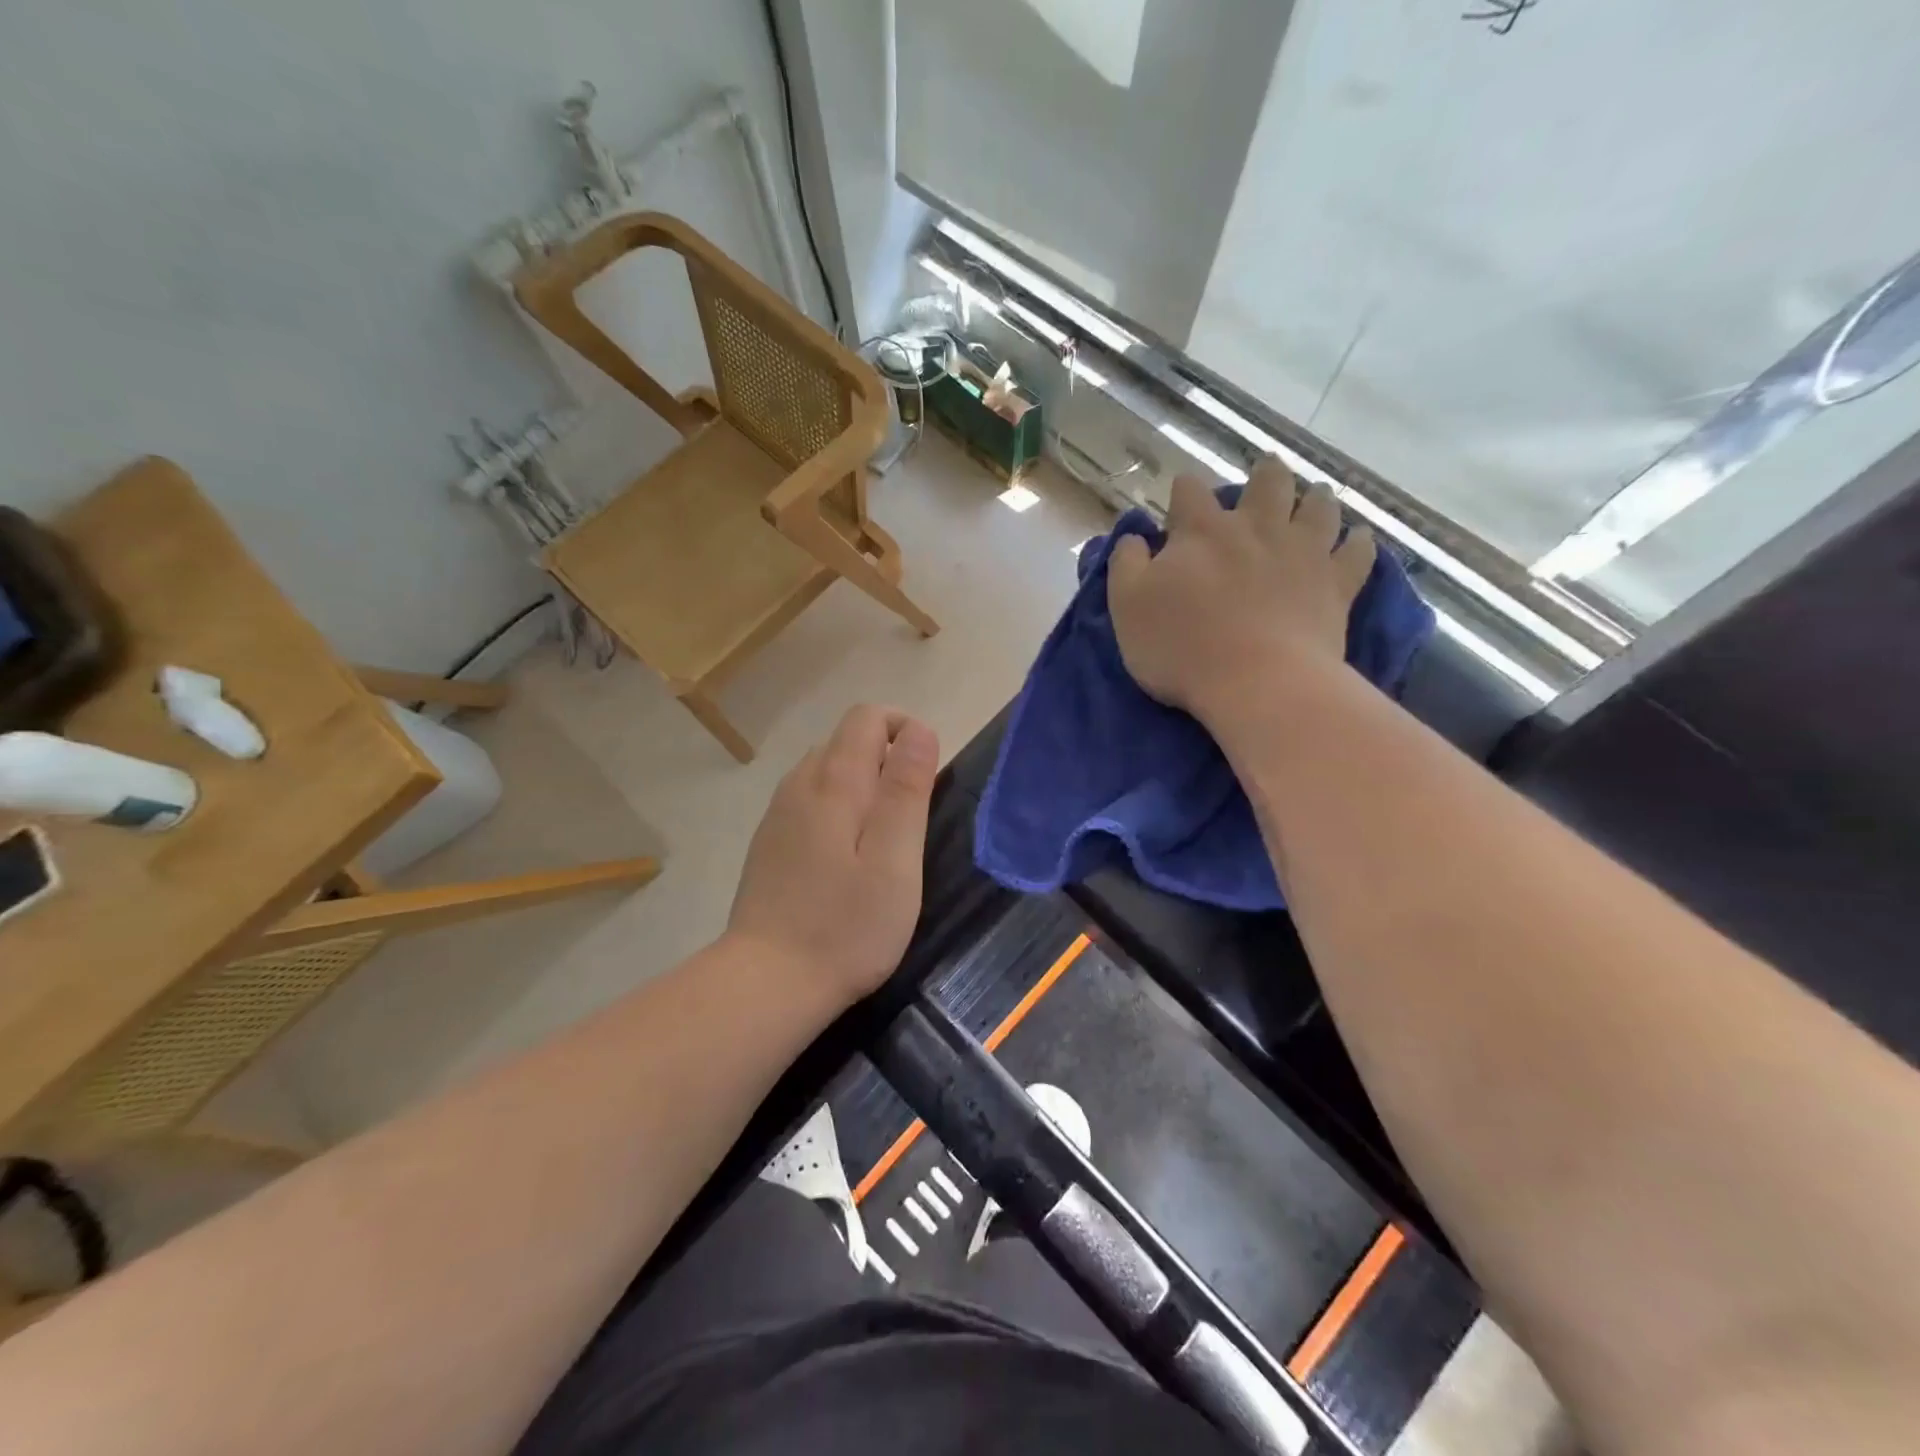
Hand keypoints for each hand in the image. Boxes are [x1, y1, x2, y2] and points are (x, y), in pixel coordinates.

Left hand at [727, 705, 939, 1004]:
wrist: (768, 982)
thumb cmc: (846, 925)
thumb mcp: (895, 858)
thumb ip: (907, 789)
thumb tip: (919, 729)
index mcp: (834, 781)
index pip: (868, 717)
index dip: (905, 730)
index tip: (926, 778)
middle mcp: (799, 784)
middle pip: (846, 740)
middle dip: (886, 759)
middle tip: (911, 819)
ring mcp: (778, 814)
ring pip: (826, 771)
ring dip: (862, 785)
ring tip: (883, 840)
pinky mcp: (768, 843)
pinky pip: (808, 801)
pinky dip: (836, 809)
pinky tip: (845, 860)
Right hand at [1108, 459, 1373, 725]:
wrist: (1257, 683)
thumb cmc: (1181, 647)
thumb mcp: (1127, 607)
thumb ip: (1126, 565)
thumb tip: (1133, 537)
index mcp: (1202, 531)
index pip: (1190, 492)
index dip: (1184, 490)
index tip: (1181, 498)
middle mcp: (1256, 528)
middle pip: (1267, 483)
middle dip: (1264, 475)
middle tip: (1266, 474)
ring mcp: (1303, 552)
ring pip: (1318, 507)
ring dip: (1315, 499)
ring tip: (1314, 498)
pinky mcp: (1337, 584)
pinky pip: (1357, 552)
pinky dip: (1358, 543)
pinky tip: (1357, 540)